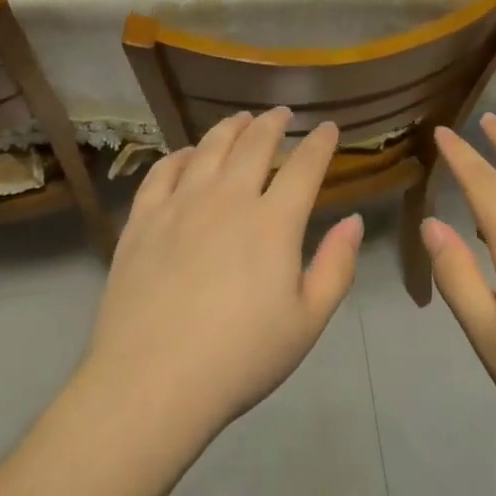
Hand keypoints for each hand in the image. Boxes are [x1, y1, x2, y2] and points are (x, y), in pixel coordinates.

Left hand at [83, 109, 362, 439]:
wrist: (153, 381)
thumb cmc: (241, 358)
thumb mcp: (307, 322)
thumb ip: (336, 267)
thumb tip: (352, 221)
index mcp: (273, 222)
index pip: (304, 167)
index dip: (320, 143)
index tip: (328, 128)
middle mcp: (227, 199)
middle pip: (254, 145)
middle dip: (273, 124)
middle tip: (282, 114)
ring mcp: (180, 205)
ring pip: (209, 148)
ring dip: (230, 128)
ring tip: (241, 119)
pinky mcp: (142, 220)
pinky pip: (163, 171)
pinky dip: (181, 154)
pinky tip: (188, 154)